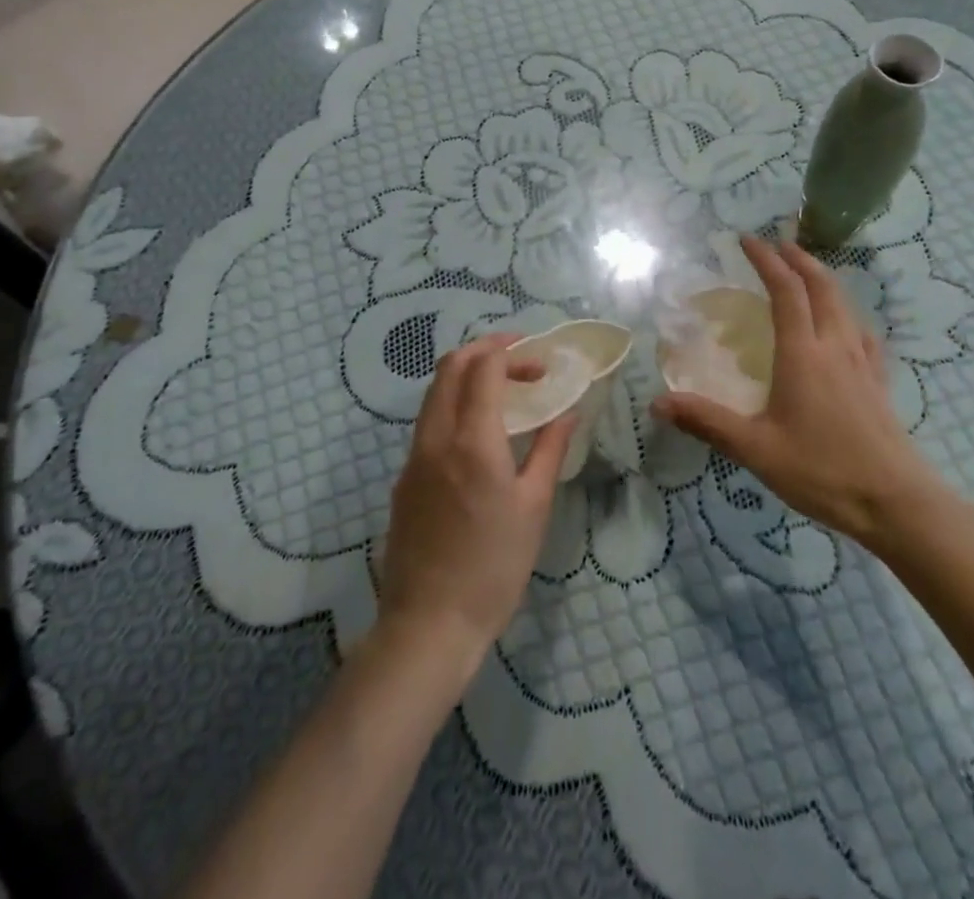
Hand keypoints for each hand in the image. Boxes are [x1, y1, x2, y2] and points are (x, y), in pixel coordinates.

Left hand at [376, 335, 576, 677]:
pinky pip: (428, 421)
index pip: (483, 367)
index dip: (512, 353)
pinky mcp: (404, 478)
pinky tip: (478, 433)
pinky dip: (453, 404)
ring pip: (435, 392)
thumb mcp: (534, 507)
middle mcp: (436, 437)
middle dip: (485, 350)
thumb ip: (550, 449)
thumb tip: (569, 410)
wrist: (428, 624)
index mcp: (472, 440)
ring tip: (502, 390)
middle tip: (520, 361)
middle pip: (451, 366)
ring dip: (466, 375)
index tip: (540, 364)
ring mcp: (413, 456)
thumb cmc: (493, 567)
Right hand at [653, 235, 947, 546]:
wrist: (896, 503)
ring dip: (822, 280)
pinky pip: (861, 333)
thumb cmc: (822, 471)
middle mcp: (834, 346)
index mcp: (803, 353)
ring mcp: (862, 363)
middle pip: (821, 286)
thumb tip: (658, 403)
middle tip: (777, 244)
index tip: (746, 239)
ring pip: (844, 305)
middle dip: (798, 258)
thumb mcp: (756, 449)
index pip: (785, 290)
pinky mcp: (878, 382)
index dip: (765, 260)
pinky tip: (844, 328)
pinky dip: (846, 314)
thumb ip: (707, 422)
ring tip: (805, 274)